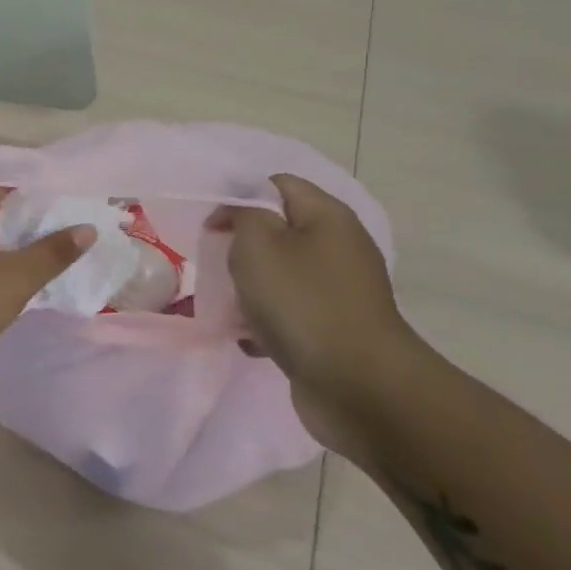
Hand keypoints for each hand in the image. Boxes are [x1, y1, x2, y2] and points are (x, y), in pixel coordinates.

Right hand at [210, 174, 423, 453]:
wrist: (358, 385)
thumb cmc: (302, 302)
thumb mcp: (259, 243)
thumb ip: (244, 214)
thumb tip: (242, 212)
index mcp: (327, 217)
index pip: (278, 184)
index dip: (239, 197)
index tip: (212, 227)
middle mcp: (340, 248)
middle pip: (279, 231)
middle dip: (242, 246)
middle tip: (217, 264)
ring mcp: (340, 292)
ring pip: (282, 275)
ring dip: (250, 288)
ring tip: (228, 305)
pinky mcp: (336, 330)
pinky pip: (291, 314)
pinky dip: (267, 323)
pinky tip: (248, 339)